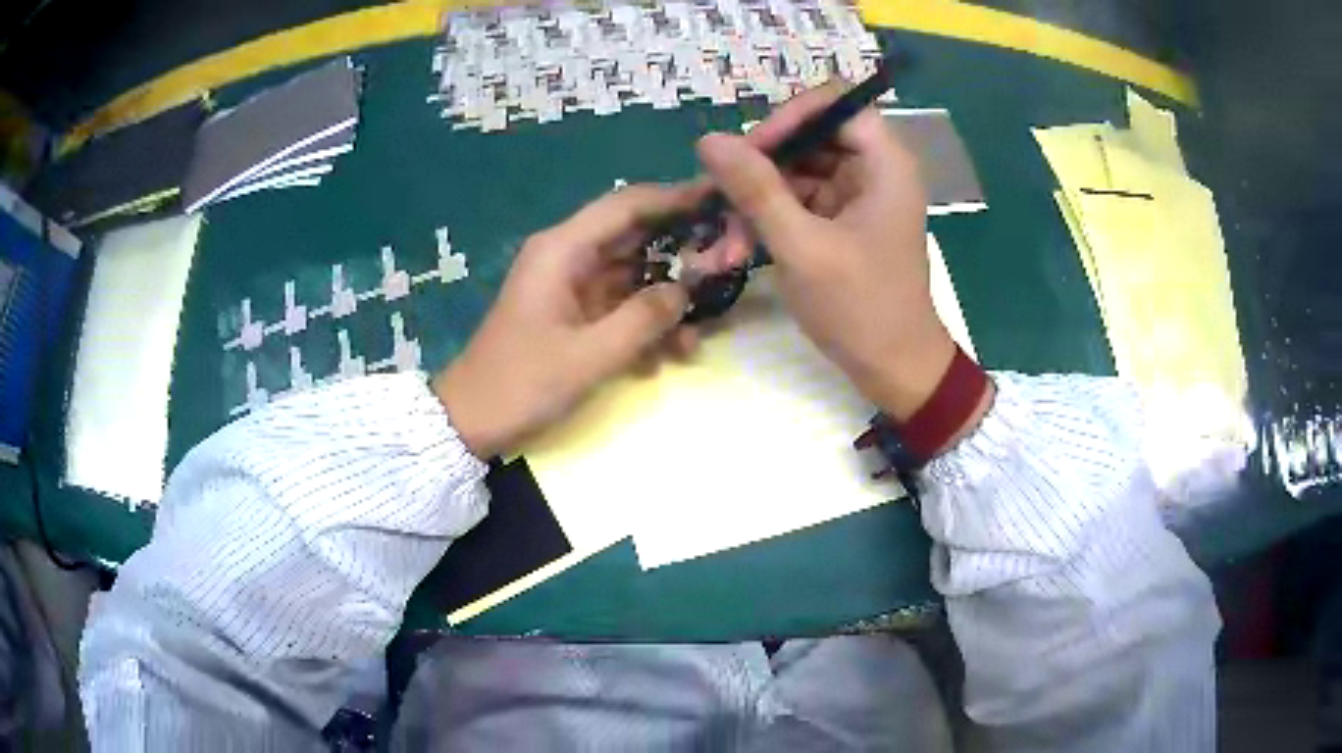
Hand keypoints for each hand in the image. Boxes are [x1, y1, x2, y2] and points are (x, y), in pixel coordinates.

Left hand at [434, 183, 736, 458]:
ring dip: (668, 299)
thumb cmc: (522, 384)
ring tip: (703, 332)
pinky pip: (621, 305)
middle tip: (730, 265)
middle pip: (636, 237)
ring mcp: (571, 285)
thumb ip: (644, 319)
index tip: (721, 198)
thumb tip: (688, 290)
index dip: (675, 197)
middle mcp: (568, 256)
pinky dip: (646, 323)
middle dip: (683, 252)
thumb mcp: (590, 356)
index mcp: (563, 250)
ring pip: (634, 275)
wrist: (472, 420)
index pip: (627, 205)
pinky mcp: (575, 312)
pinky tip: (669, 355)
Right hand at [697, 84, 963, 421]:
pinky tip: (734, 252)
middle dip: (759, 168)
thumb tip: (708, 140)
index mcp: (884, 163)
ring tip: (722, 243)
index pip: (835, 103)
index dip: (789, 117)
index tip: (749, 151)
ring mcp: (855, 197)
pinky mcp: (840, 223)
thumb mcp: (802, 247)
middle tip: (719, 197)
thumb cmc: (861, 308)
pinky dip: (766, 223)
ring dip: (754, 203)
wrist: (895, 370)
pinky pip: (796, 204)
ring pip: (794, 173)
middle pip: (808, 137)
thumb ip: (755, 190)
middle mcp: (872, 170)